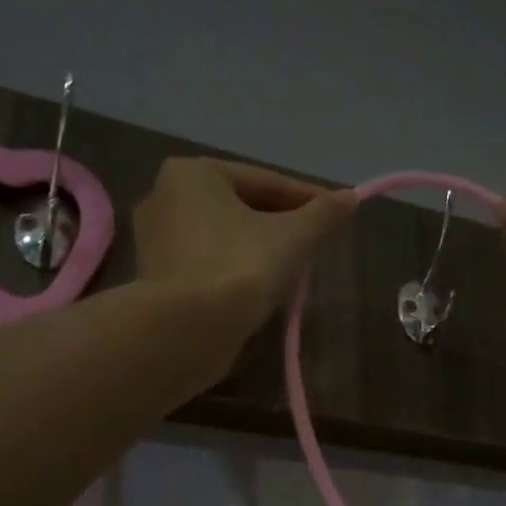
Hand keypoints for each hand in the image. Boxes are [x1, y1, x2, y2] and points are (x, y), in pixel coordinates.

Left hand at [134, 156, 352, 336]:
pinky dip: (234, 272)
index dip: (308, 199)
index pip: (264, 182)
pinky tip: (259, 290)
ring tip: (293, 270)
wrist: (183, 332)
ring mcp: (154, 243)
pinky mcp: (155, 281)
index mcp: (191, 174)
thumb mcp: (292, 239)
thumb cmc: (237, 269)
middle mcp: (163, 198)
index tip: (339, 215)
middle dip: (280, 225)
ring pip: (223, 239)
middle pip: (240, 208)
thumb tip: (350, 198)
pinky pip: (206, 266)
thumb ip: (323, 215)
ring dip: (258, 250)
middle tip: (315, 246)